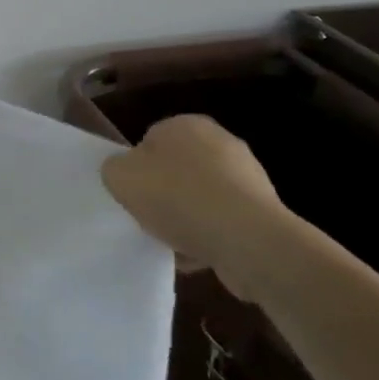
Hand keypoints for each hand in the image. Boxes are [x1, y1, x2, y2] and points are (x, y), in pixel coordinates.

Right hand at [100, 115, 297, 301]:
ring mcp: (247, 176)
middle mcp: (221, 141)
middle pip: (177, 170)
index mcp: (186, 124)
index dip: (138, 169)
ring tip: (173, 244)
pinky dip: (210, 236)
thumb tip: (126, 173)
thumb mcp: (120, 177)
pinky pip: (224, 222)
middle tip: (150, 218)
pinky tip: (198, 255)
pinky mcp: (263, 210)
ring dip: (188, 218)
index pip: (150, 141)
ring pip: (201, 198)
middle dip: (165, 194)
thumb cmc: (178, 198)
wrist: (247, 240)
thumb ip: (114, 169)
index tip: (134, 194)